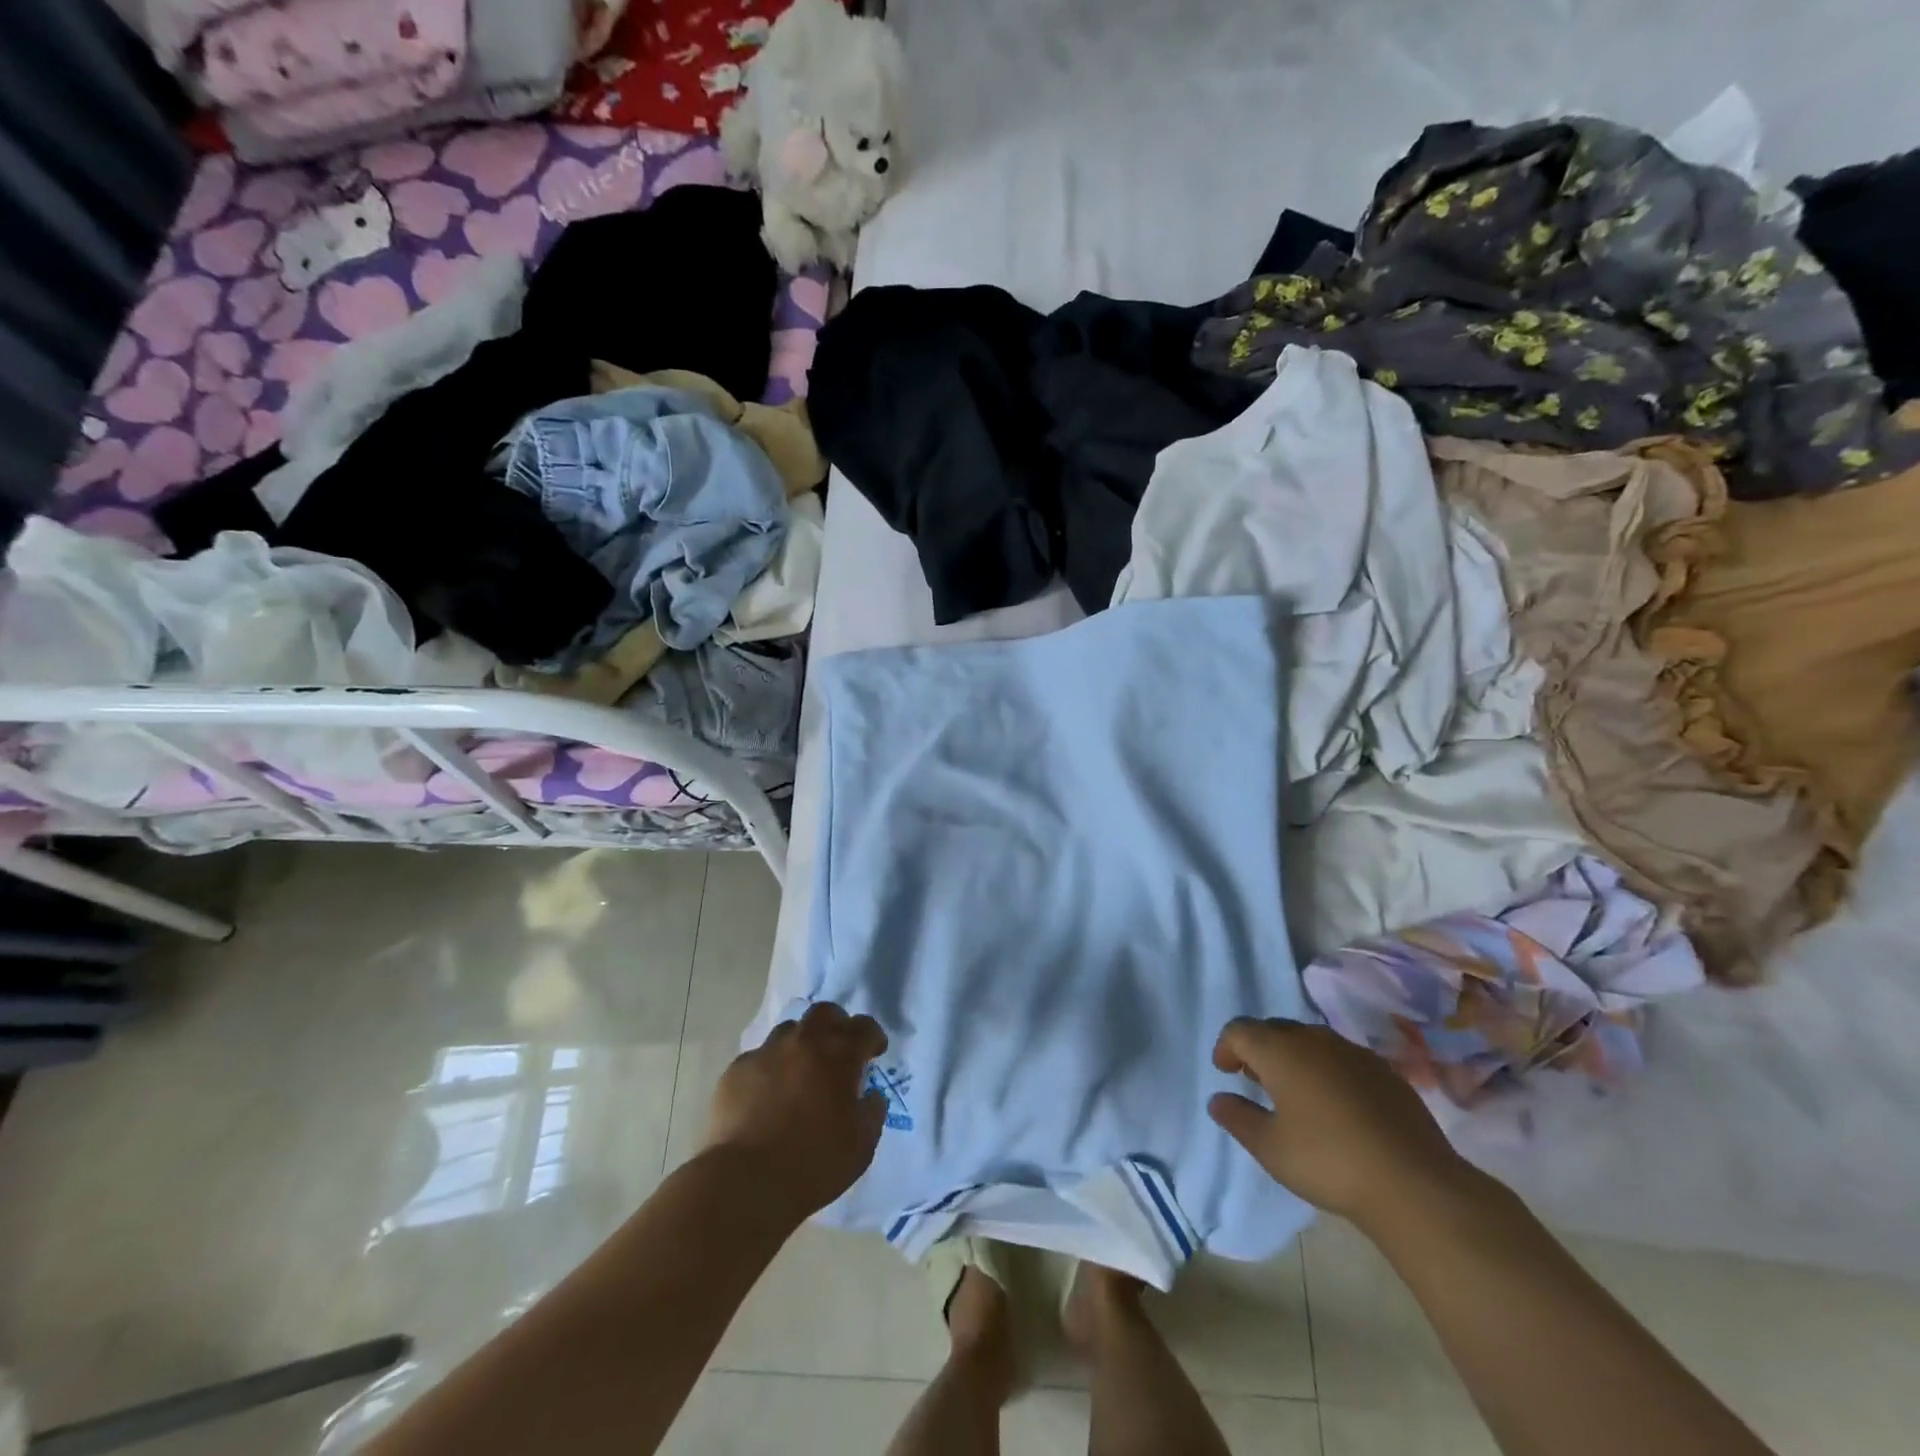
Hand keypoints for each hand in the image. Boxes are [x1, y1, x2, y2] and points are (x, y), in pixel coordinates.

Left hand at [702, 1002, 889, 1218]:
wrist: (745, 1182)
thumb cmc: (813, 1164)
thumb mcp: (861, 1146)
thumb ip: (872, 1113)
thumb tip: (870, 1096)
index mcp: (839, 1055)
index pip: (864, 1028)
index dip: (873, 1037)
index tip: (874, 1052)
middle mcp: (804, 1042)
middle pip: (824, 1013)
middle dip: (836, 1024)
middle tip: (838, 1048)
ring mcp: (767, 1053)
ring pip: (789, 1031)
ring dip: (801, 1044)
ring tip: (799, 1073)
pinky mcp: (736, 1070)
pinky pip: (759, 1059)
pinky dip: (770, 1069)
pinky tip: (767, 1096)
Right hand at [1208, 1018, 1475, 1230]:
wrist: (1414, 1184)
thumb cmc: (1328, 1161)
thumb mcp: (1270, 1148)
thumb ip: (1238, 1118)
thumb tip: (1218, 1099)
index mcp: (1280, 1051)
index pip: (1240, 1030)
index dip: (1226, 1047)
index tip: (1225, 1072)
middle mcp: (1315, 1040)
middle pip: (1275, 1030)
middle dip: (1260, 1050)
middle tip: (1256, 1081)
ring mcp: (1354, 1053)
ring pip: (1312, 1041)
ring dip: (1295, 1058)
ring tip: (1296, 1093)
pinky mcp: (1386, 1072)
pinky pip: (1343, 1059)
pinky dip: (1329, 1071)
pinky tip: (1337, 1107)